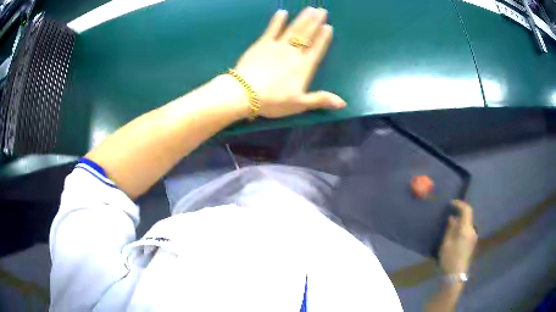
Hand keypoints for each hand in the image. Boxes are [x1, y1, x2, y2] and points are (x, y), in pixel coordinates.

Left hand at [233, 7, 345, 117]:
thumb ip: (321, 100)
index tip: (328, 26)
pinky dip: (277, 21)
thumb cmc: (274, 101)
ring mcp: (278, 46)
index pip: (317, 49)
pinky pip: (272, 29)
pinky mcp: (262, 44)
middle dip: (315, 22)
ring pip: (293, 29)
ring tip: (310, 9)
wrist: (246, 93)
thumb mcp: (300, 104)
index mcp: (304, 67)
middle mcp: (293, 53)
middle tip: (322, 10)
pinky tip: (282, 12)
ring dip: (302, 18)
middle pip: (307, 35)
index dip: (324, 38)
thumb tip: (344, 104)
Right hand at [439, 200, 477, 274]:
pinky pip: (468, 230)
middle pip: (468, 216)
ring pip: (468, 223)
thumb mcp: (446, 243)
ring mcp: (473, 237)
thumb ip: (450, 228)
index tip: (450, 203)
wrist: (455, 276)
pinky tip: (454, 234)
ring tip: (450, 225)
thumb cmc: (449, 259)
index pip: (466, 209)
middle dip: (459, 213)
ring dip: (460, 221)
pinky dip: (462, 228)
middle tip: (449, 214)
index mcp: (466, 229)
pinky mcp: (472, 243)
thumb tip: (452, 217)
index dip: (459, 203)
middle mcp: (472, 231)